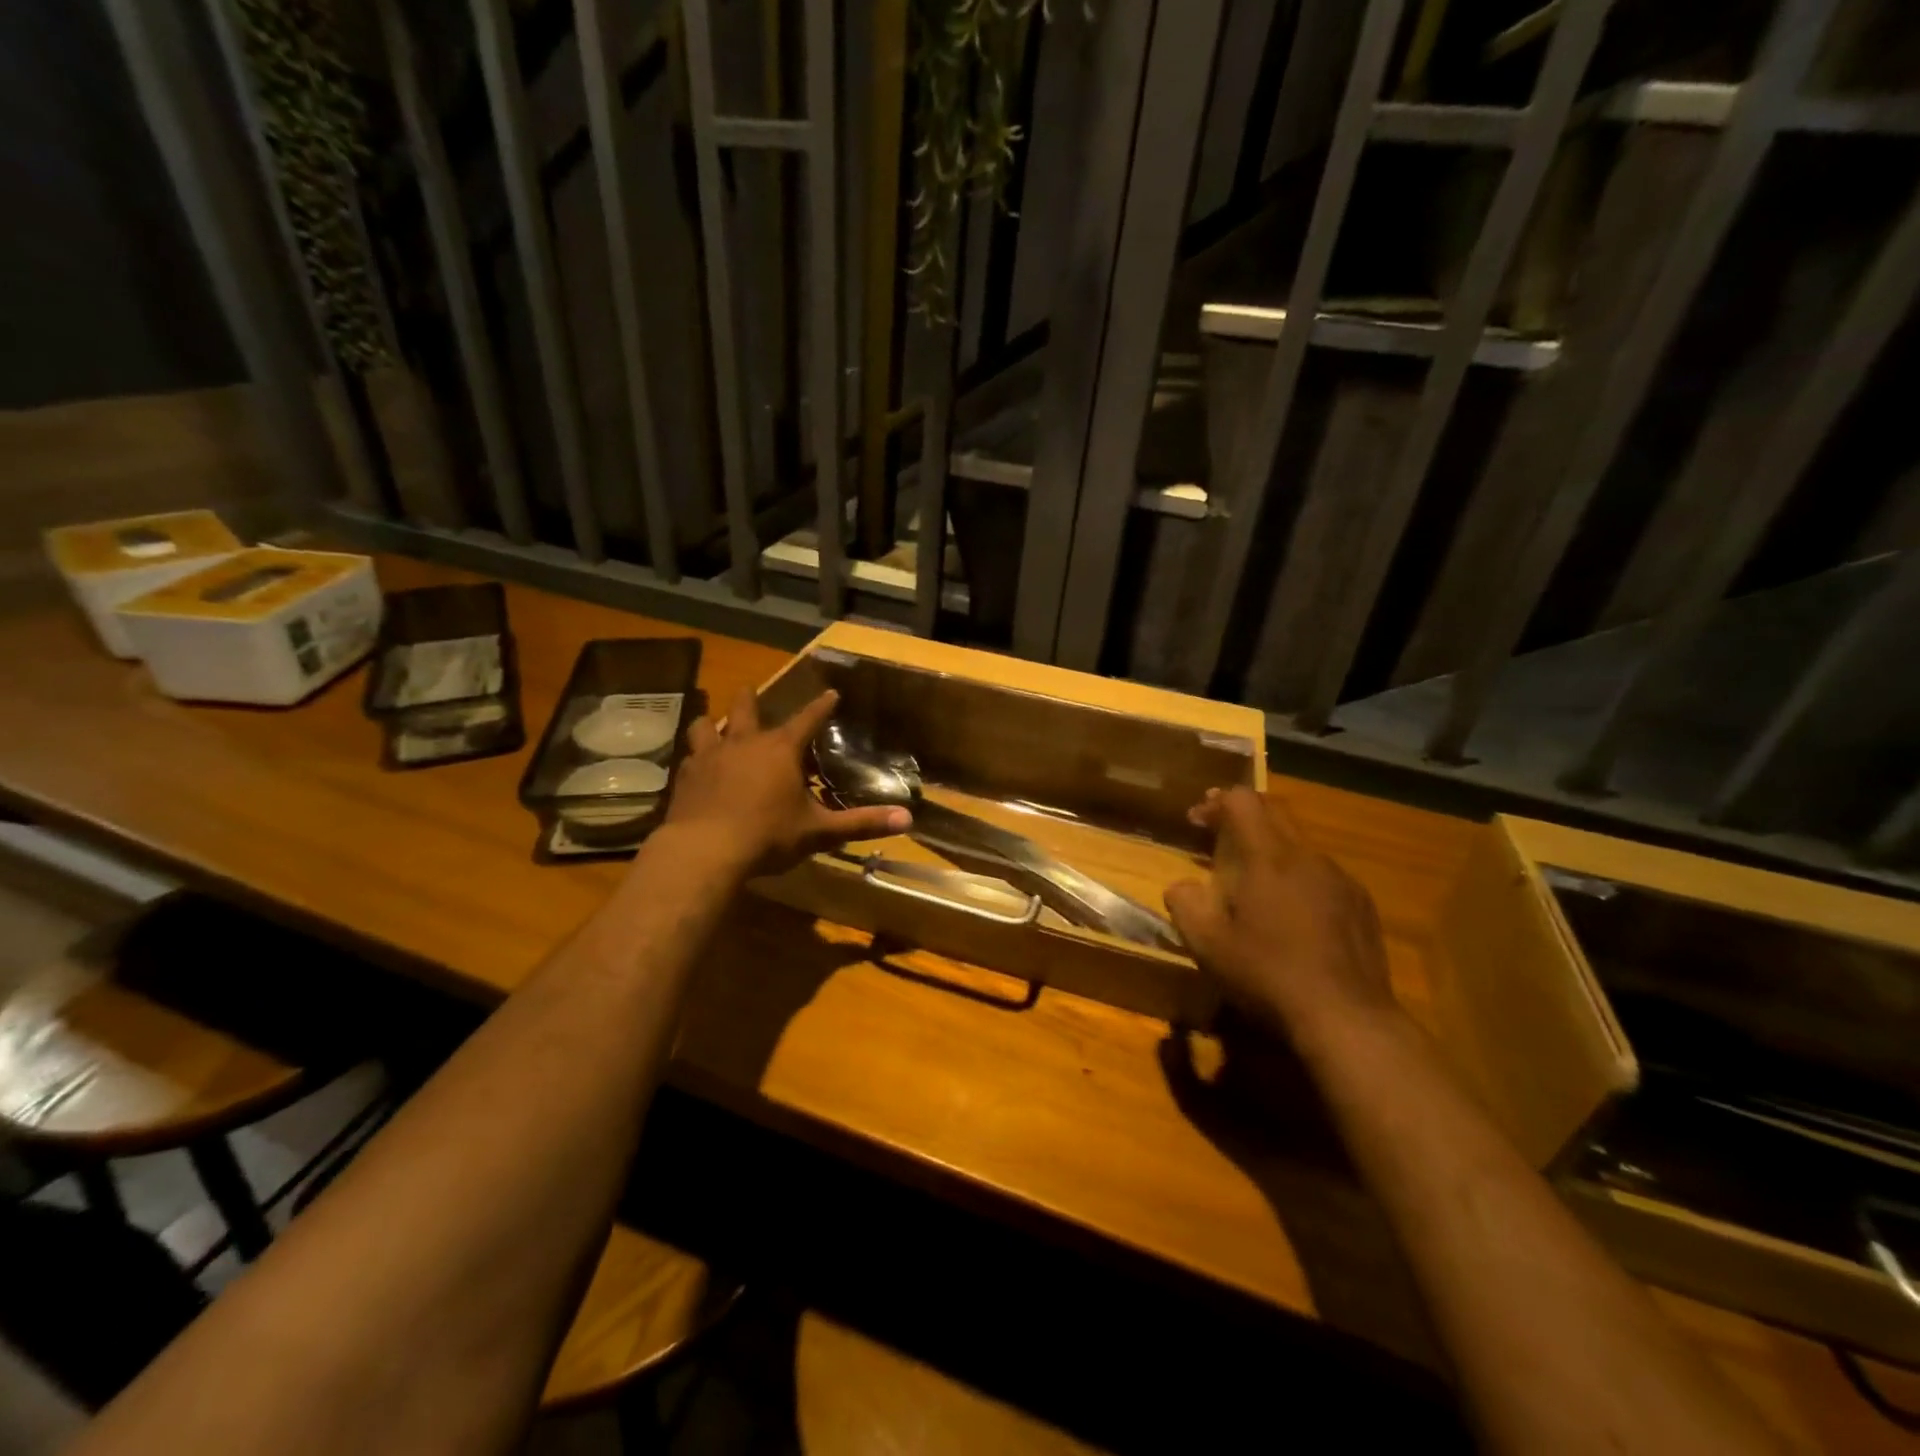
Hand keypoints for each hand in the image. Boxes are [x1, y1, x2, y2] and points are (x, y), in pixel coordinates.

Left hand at [664, 687, 909, 876]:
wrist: (704, 852)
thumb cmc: (768, 836)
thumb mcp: (819, 831)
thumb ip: (861, 823)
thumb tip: (907, 818)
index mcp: (781, 749)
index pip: (808, 718)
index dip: (821, 706)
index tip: (831, 693)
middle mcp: (744, 742)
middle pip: (746, 708)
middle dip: (752, 697)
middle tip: (752, 690)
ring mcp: (709, 756)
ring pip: (706, 725)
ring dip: (713, 724)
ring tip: (715, 726)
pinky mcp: (684, 777)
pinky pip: (689, 757)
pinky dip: (695, 758)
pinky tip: (696, 768)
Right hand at [1165, 788, 1395, 1045]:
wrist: (1346, 1017)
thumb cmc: (1268, 974)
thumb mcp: (1208, 945)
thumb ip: (1185, 905)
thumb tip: (1181, 887)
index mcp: (1268, 857)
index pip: (1242, 801)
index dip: (1215, 802)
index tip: (1196, 820)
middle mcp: (1307, 857)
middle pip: (1275, 812)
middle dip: (1243, 815)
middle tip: (1218, 834)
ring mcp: (1341, 879)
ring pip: (1301, 844)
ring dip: (1272, 848)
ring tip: (1254, 880)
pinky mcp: (1362, 905)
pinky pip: (1324, 874)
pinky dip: (1299, 876)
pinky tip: (1292, 913)